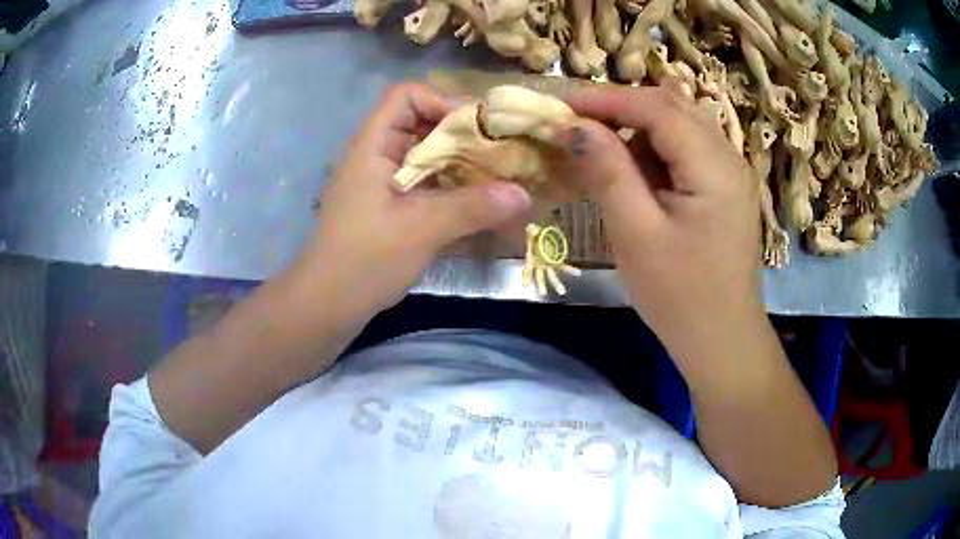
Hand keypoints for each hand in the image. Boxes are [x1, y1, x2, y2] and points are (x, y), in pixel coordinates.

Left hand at [287, 84, 530, 325]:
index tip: (476, 130)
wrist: (327, 304)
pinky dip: (450, 188)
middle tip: (499, 155)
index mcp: (373, 145)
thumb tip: (524, 194)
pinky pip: (424, 183)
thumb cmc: (365, 259)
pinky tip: (476, 206)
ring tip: (496, 180)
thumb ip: (473, 207)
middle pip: (421, 124)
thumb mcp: (421, 229)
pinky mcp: (388, 206)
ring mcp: (381, 182)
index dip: (441, 102)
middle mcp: (376, 155)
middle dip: (462, 136)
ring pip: (425, 156)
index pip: (406, 96)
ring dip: (459, 165)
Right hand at [558, 86, 762, 360]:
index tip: (559, 104)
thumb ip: (608, 172)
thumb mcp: (636, 235)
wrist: (722, 341)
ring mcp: (729, 171)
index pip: (657, 107)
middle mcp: (728, 157)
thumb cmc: (680, 297)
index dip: (606, 99)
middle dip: (620, 107)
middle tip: (576, 124)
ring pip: (679, 124)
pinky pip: (686, 149)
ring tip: (601, 148)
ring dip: (637, 127)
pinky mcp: (723, 188)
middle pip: (671, 106)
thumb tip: (574, 126)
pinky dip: (654, 148)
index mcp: (714, 166)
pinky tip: (635, 171)